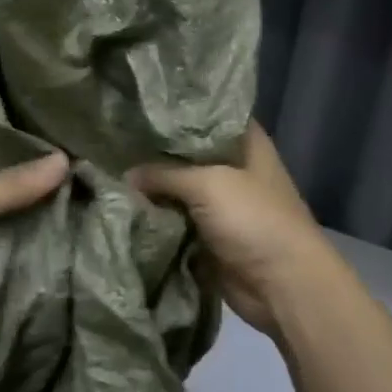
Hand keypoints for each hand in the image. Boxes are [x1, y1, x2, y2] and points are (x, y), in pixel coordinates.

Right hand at [130, 122, 338, 340]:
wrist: (282, 285)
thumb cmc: (254, 220)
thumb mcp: (207, 185)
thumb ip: (163, 174)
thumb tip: (126, 175)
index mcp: (246, 143)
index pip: (209, 114)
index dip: (177, 109)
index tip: (139, 106)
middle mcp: (234, 169)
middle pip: (188, 154)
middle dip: (155, 152)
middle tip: (113, 141)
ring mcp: (222, 205)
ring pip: (179, 190)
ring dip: (152, 189)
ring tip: (109, 172)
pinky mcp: (210, 236)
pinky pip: (176, 222)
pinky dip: (156, 220)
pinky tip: (122, 208)